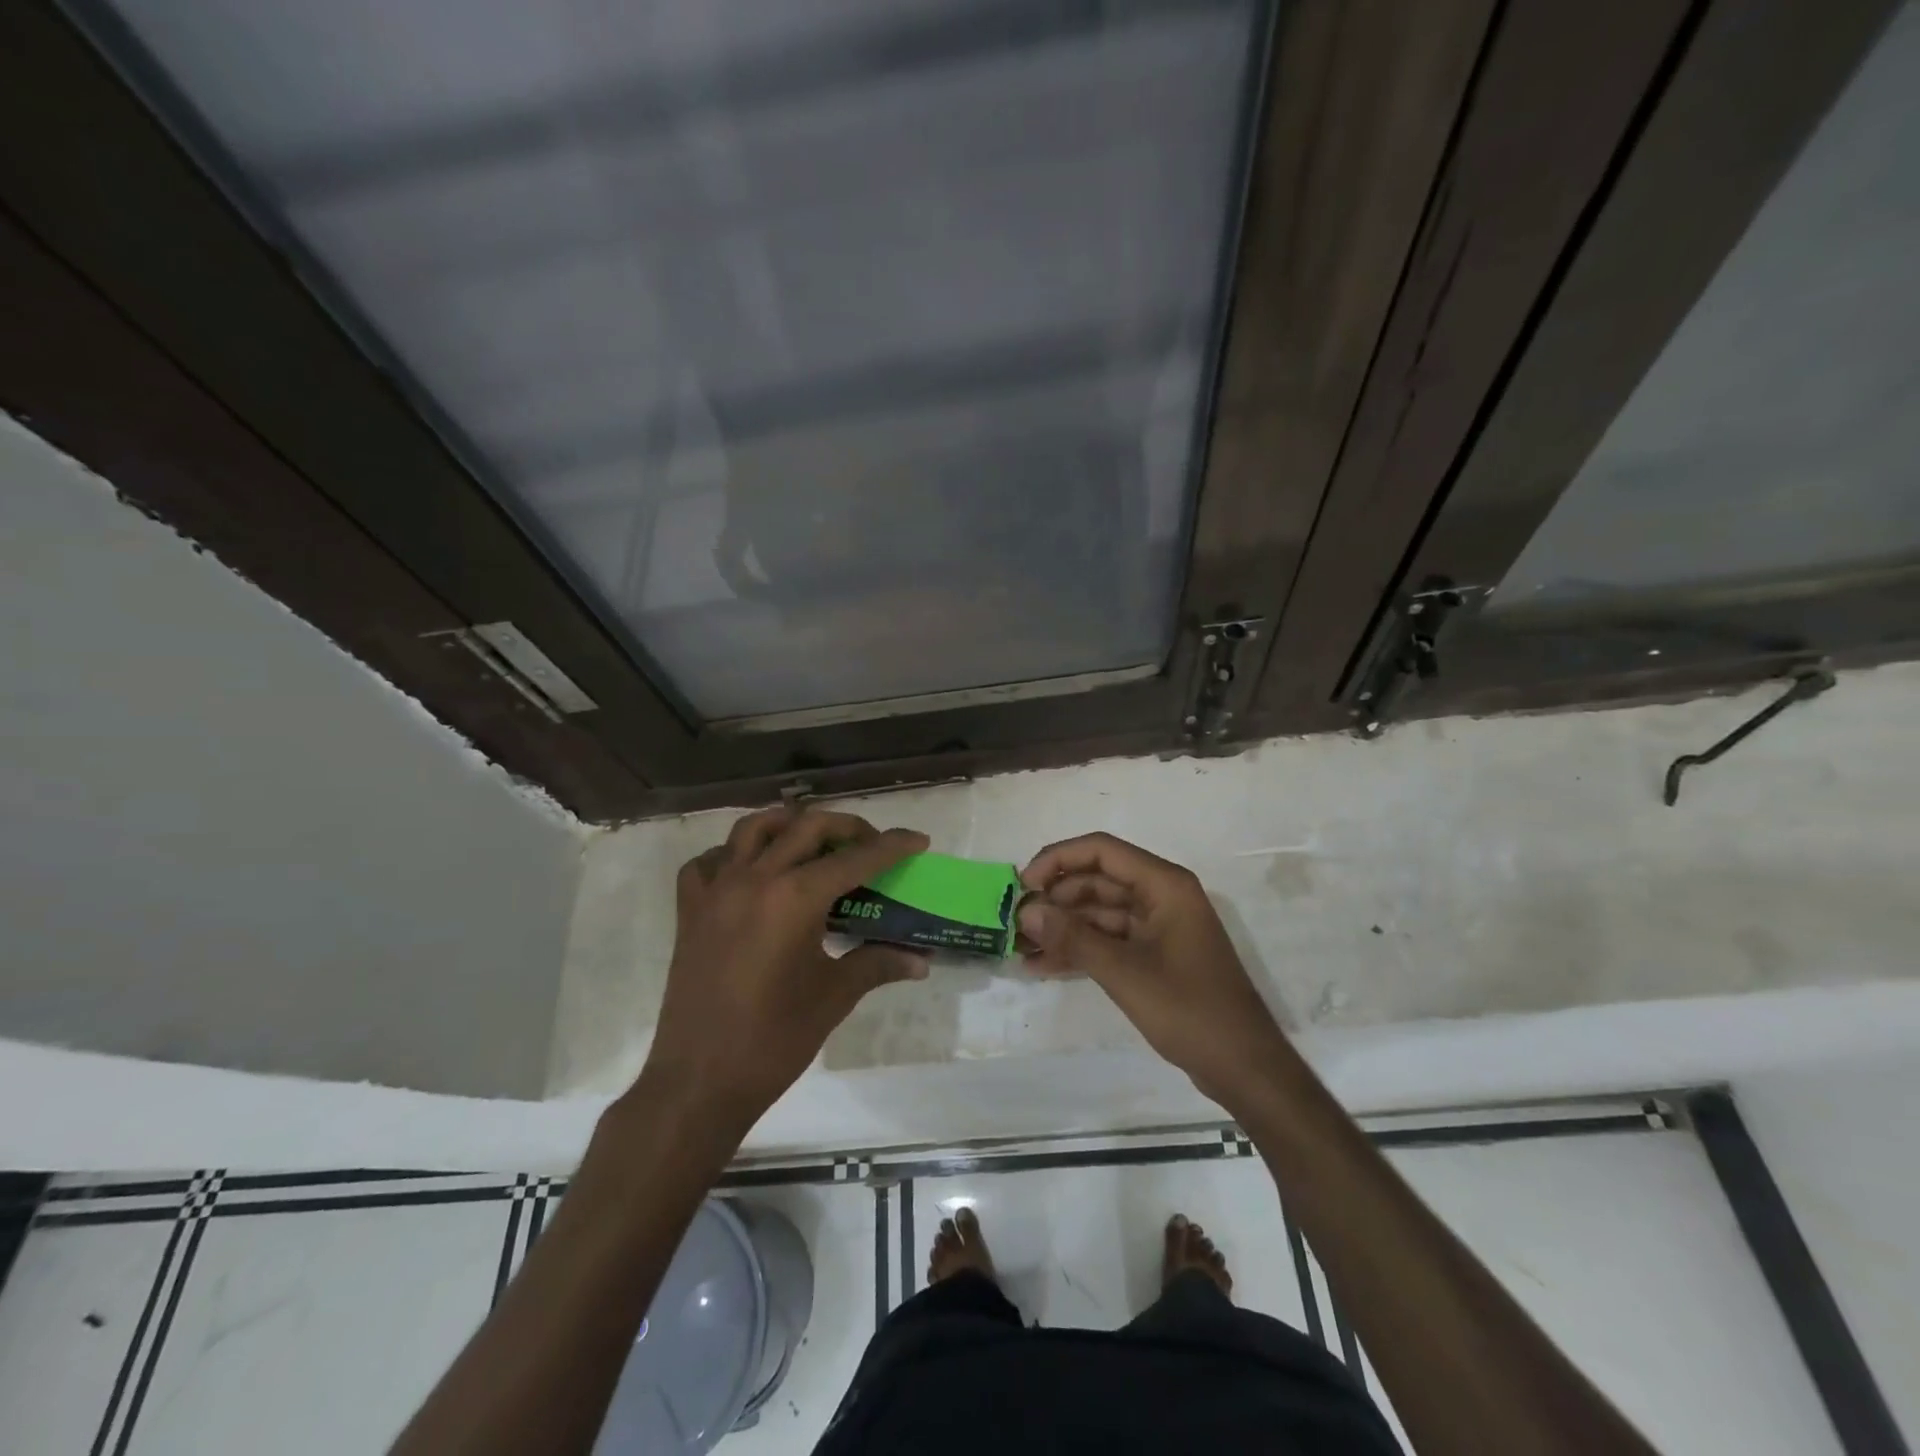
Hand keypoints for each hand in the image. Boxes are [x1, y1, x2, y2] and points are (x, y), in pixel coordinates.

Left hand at [640, 807, 928, 1132]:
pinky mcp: (690, 911)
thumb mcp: (834, 997)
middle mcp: (754, 879)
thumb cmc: (774, 1040)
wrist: (699, 1083)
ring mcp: (716, 891)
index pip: (855, 858)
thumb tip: (921, 960)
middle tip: (871, 847)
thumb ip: (878, 964)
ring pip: (753, 828)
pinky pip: (707, 863)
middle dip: (847, 828)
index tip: (918, 840)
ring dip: (789, 826)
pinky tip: (750, 873)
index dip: (892, 846)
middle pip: (807, 826)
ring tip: (813, 845)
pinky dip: (731, 855)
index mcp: (794, 897)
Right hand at [1019, 833, 1288, 1106]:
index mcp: (1164, 885)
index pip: (1101, 851)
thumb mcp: (1125, 972)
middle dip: (1055, 897)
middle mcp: (1161, 896)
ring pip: (1099, 912)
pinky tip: (1043, 965)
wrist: (1244, 1068)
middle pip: (1097, 879)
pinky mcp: (1154, 955)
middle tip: (1016, 921)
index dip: (1057, 860)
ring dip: (1062, 926)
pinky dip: (1079, 949)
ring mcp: (1158, 927)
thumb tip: (1026, 911)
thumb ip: (1073, 938)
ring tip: (1021, 946)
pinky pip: (1108, 939)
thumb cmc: (1190, 1010)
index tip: (1022, 885)